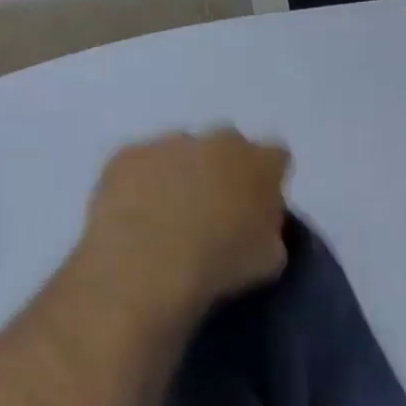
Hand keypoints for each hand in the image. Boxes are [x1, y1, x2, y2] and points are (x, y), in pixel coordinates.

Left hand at [84, 130, 291, 313]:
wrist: (148, 264)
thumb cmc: (222, 262)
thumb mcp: (271, 257)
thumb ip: (271, 230)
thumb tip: (259, 226)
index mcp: (263, 163)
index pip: (277, 158)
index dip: (268, 181)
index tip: (259, 206)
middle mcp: (221, 141)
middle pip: (229, 147)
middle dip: (225, 170)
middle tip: (215, 209)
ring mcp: (171, 142)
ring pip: (183, 151)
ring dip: (182, 173)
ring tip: (170, 215)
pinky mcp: (127, 154)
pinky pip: (141, 164)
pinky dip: (142, 183)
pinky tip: (137, 215)